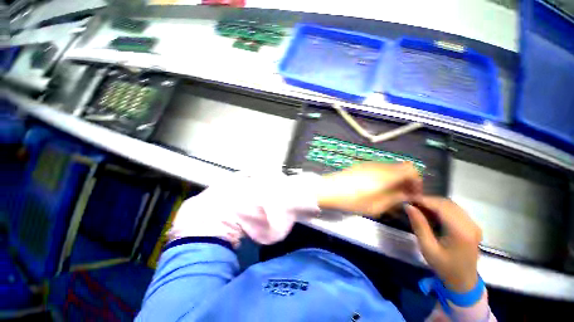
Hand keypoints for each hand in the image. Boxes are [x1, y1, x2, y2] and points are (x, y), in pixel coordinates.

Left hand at [317, 162, 421, 215]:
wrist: (328, 189)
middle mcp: (379, 166)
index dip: (416, 182)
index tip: (413, 195)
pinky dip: (384, 178)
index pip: (411, 169)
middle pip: (401, 168)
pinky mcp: (360, 166)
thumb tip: (407, 195)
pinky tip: (376, 189)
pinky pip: (379, 170)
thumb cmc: (352, 200)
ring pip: (390, 169)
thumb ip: (395, 199)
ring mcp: (368, 164)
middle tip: (402, 197)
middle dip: (406, 182)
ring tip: (389, 195)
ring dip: (395, 180)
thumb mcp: (376, 206)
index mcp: (386, 174)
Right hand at [405, 197, 481, 292]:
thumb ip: (419, 225)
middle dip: (428, 201)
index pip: (441, 207)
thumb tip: (408, 206)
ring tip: (419, 207)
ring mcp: (473, 224)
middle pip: (447, 203)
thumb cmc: (443, 266)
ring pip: (451, 205)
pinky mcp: (472, 226)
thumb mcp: (427, 247)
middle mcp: (470, 224)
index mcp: (461, 231)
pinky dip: (441, 208)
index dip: (424, 200)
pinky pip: (455, 210)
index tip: (408, 198)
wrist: (463, 281)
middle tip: (411, 203)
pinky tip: (431, 213)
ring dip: (434, 203)